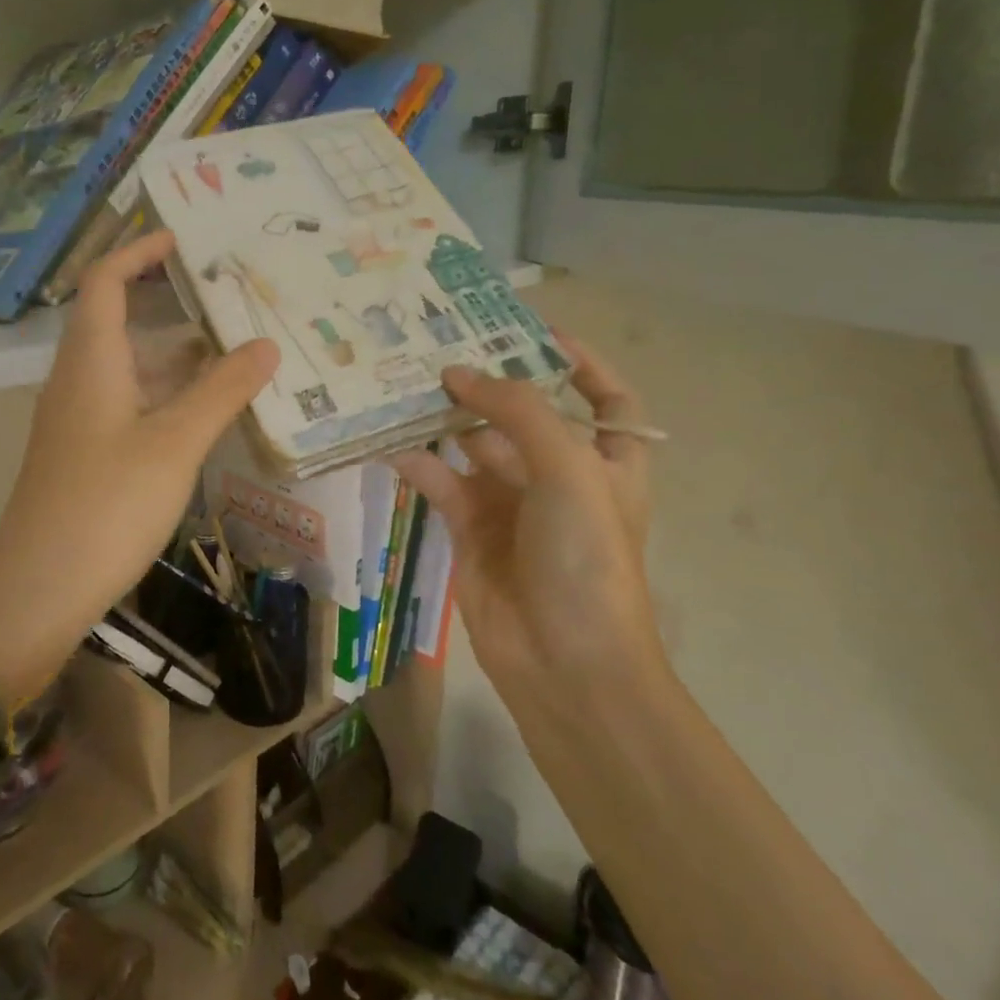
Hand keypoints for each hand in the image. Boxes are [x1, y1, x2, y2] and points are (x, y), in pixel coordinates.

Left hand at [0, 231, 279, 703]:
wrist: (39, 590)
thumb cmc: (106, 505)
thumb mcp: (174, 444)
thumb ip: (221, 392)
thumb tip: (266, 345)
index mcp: (91, 361)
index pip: (105, 281)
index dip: (137, 252)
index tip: (181, 239)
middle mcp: (77, 380)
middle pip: (116, 318)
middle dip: (166, 299)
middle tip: (224, 294)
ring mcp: (77, 419)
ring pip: (126, 365)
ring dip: (172, 351)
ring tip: (230, 347)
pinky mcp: (84, 453)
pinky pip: (127, 401)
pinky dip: (164, 392)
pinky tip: (203, 411)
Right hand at [391, 340, 659, 710]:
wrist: (566, 664)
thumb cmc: (587, 558)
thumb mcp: (569, 470)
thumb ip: (519, 411)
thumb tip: (460, 374)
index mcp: (607, 462)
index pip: (606, 399)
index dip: (581, 364)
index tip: (538, 335)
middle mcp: (560, 477)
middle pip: (525, 415)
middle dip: (491, 384)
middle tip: (444, 346)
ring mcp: (513, 504)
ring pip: (475, 445)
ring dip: (447, 418)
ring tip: (408, 382)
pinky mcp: (471, 530)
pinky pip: (442, 483)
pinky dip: (420, 463)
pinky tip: (392, 442)